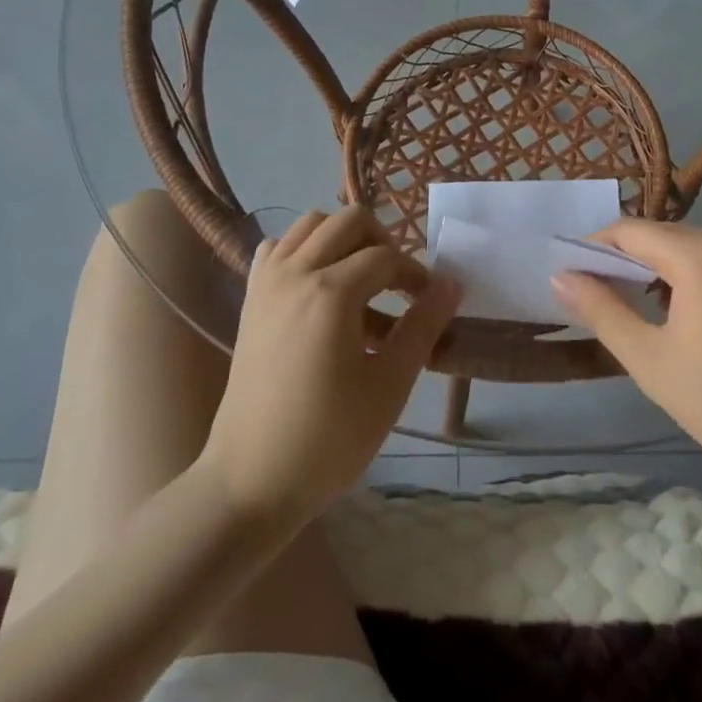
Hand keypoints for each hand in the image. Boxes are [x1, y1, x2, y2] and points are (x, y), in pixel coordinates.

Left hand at [198, 207, 459, 528]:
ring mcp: (267, 281)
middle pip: (349, 221)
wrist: (252, 481)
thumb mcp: (389, 385)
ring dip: (343, 238)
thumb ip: (422, 326)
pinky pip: (279, 248)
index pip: (386, 257)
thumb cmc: (328, 439)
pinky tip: (318, 285)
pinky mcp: (251, 297)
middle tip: (397, 283)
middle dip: (382, 242)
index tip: (430, 302)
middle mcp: (296, 272)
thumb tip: (451, 284)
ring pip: (311, 224)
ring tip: (361, 279)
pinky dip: (304, 250)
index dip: (415, 275)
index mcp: (331, 293)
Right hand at [550, 220, 701, 501]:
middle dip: (626, 259)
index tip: (572, 276)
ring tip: (639, 307)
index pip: (630, 232)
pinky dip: (690, 272)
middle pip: (660, 235)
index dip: (594, 248)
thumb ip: (601, 309)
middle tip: (601, 297)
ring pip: (687, 244)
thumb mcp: (649, 360)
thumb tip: (560, 274)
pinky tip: (684, 309)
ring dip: (658, 266)